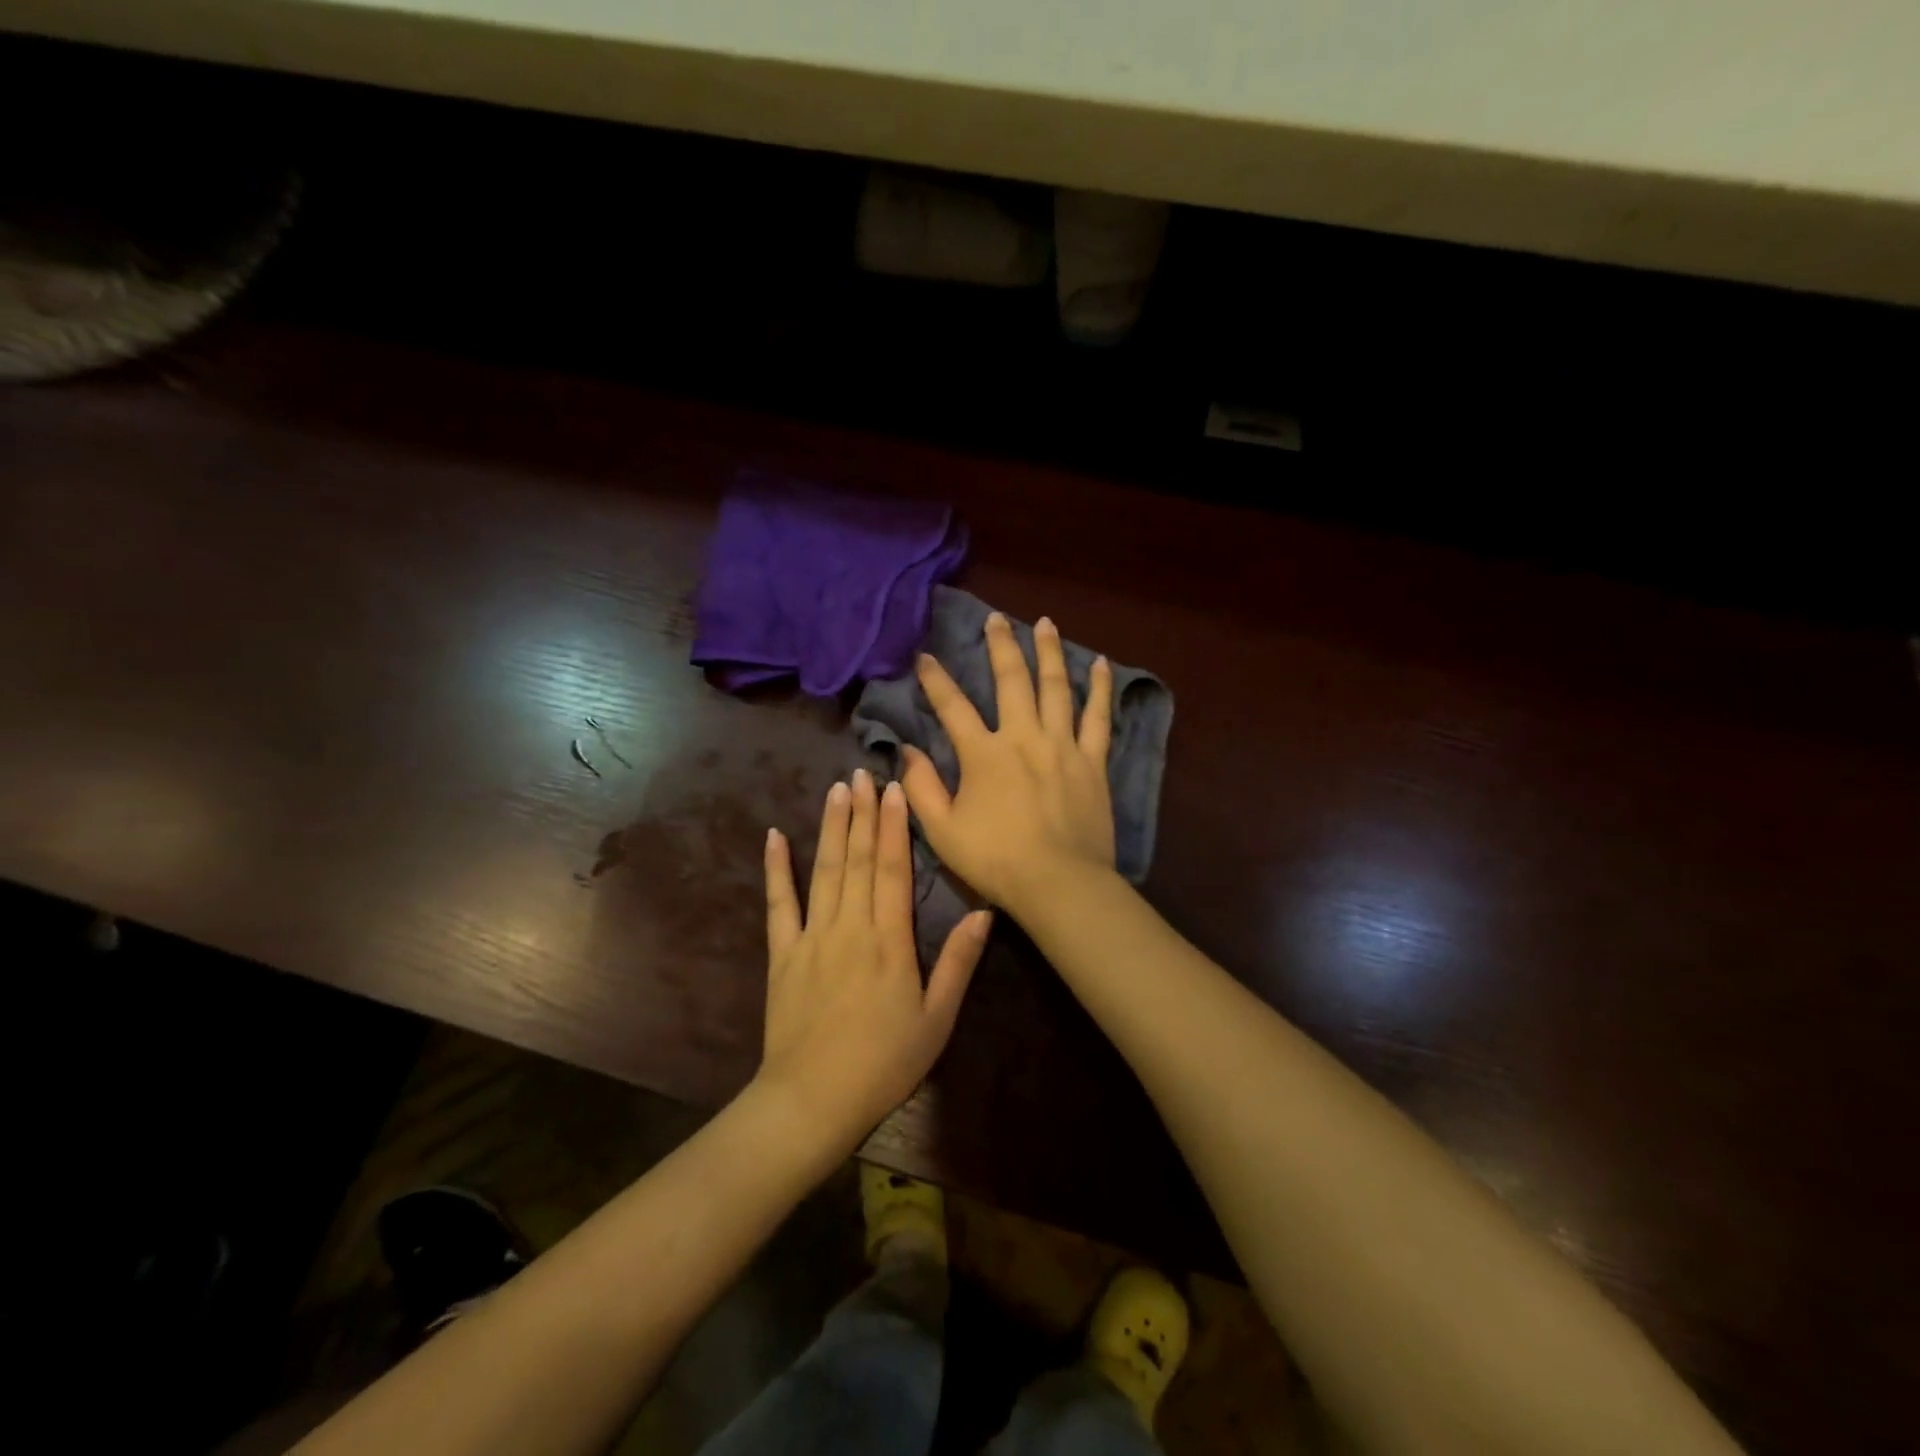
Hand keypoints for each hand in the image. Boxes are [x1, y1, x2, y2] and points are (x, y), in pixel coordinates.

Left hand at [755, 768, 991, 1153]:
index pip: (893, 869)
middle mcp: (850, 926)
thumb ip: (958, 963)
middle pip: (858, 858)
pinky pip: (779, 903)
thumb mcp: (937, 1020)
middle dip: (863, 812)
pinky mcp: (782, 953)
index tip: (896, 789)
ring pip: (824, 869)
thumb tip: (984, 913)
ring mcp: (812, 936)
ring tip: (836, 789)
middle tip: (865, 772)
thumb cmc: (884, 1063)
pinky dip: (776, 868)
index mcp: (889, 940)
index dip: (895, 826)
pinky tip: (775, 836)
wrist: (812, 1101)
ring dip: (831, 826)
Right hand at [901, 612, 1117, 919]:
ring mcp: (1063, 745)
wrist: (1059, 884)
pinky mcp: (1093, 761)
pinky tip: (1102, 664)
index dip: (936, 679)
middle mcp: (1024, 737)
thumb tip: (907, 750)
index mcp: (984, 754)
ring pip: (1057, 687)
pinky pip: (1098, 717)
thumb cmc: (996, 861)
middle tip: (995, 620)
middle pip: (1011, 681)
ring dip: (1049, 652)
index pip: (953, 707)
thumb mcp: (942, 831)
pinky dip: (1100, 689)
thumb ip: (921, 788)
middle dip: (1000, 646)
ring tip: (1044, 623)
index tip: (926, 656)